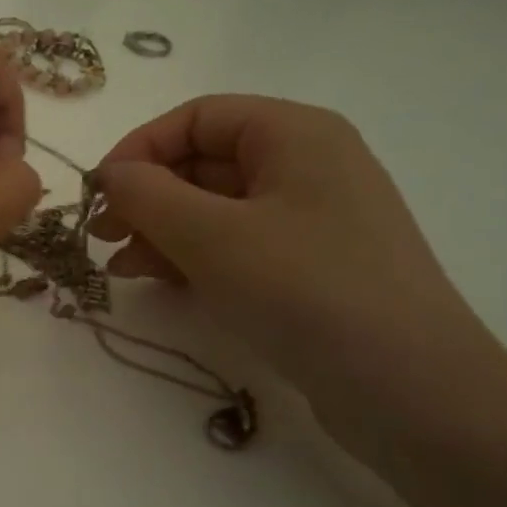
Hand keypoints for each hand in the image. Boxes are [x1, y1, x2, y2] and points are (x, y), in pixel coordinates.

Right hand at [90, 95, 501, 435]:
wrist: (409, 389)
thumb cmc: (304, 289)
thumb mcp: (209, 235)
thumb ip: (145, 194)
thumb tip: (110, 176)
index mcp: (294, 134)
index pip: (197, 117)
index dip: (139, 148)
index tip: (98, 194)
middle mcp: (306, 165)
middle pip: (203, 161)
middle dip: (146, 196)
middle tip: (102, 235)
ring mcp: (311, 219)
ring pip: (214, 207)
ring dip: (160, 230)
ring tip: (121, 267)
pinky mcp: (309, 267)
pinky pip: (235, 244)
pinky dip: (191, 256)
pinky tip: (158, 282)